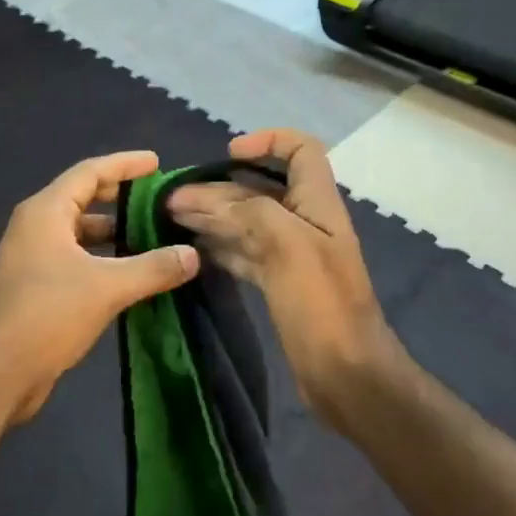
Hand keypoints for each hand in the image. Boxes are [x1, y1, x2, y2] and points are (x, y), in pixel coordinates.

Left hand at [0, 151, 199, 424]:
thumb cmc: (47, 314)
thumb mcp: (107, 287)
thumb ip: (153, 267)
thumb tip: (193, 255)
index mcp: (46, 212)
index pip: (90, 171)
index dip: (124, 164)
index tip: (156, 162)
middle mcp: (36, 227)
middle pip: (83, 198)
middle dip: (121, 196)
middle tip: (158, 199)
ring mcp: (34, 258)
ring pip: (80, 232)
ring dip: (114, 232)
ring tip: (153, 236)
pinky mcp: (37, 287)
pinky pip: (77, 259)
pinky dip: (104, 259)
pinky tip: (132, 274)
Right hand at [167, 130, 396, 426]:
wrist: (346, 374)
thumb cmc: (321, 303)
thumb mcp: (287, 244)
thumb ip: (248, 210)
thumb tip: (203, 197)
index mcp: (317, 202)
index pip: (301, 149)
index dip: (268, 141)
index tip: (228, 155)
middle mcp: (304, 222)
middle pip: (259, 189)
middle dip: (217, 188)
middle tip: (172, 199)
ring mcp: (291, 255)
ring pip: (246, 223)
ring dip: (211, 216)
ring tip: (169, 218)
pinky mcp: (279, 284)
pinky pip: (243, 253)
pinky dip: (218, 246)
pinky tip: (191, 248)